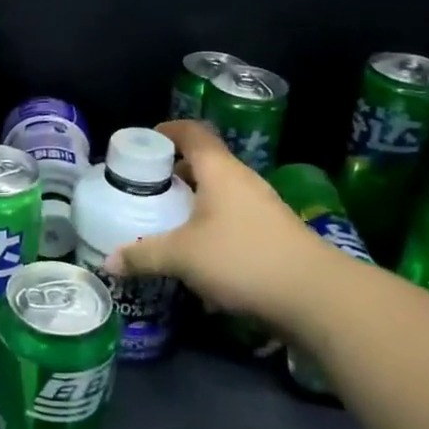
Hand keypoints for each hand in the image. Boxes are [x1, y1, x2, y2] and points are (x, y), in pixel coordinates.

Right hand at [105, 120, 355, 329]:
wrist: (318, 297)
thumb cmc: (243, 258)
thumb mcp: (182, 256)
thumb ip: (143, 255)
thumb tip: (109, 262)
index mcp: (220, 171)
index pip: (192, 133)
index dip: (167, 130)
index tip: (144, 140)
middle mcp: (243, 182)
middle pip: (205, 164)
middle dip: (175, 173)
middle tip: (147, 188)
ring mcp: (264, 209)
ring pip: (220, 195)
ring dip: (194, 204)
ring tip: (168, 223)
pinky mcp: (275, 237)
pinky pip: (234, 221)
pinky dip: (212, 230)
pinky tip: (199, 260)